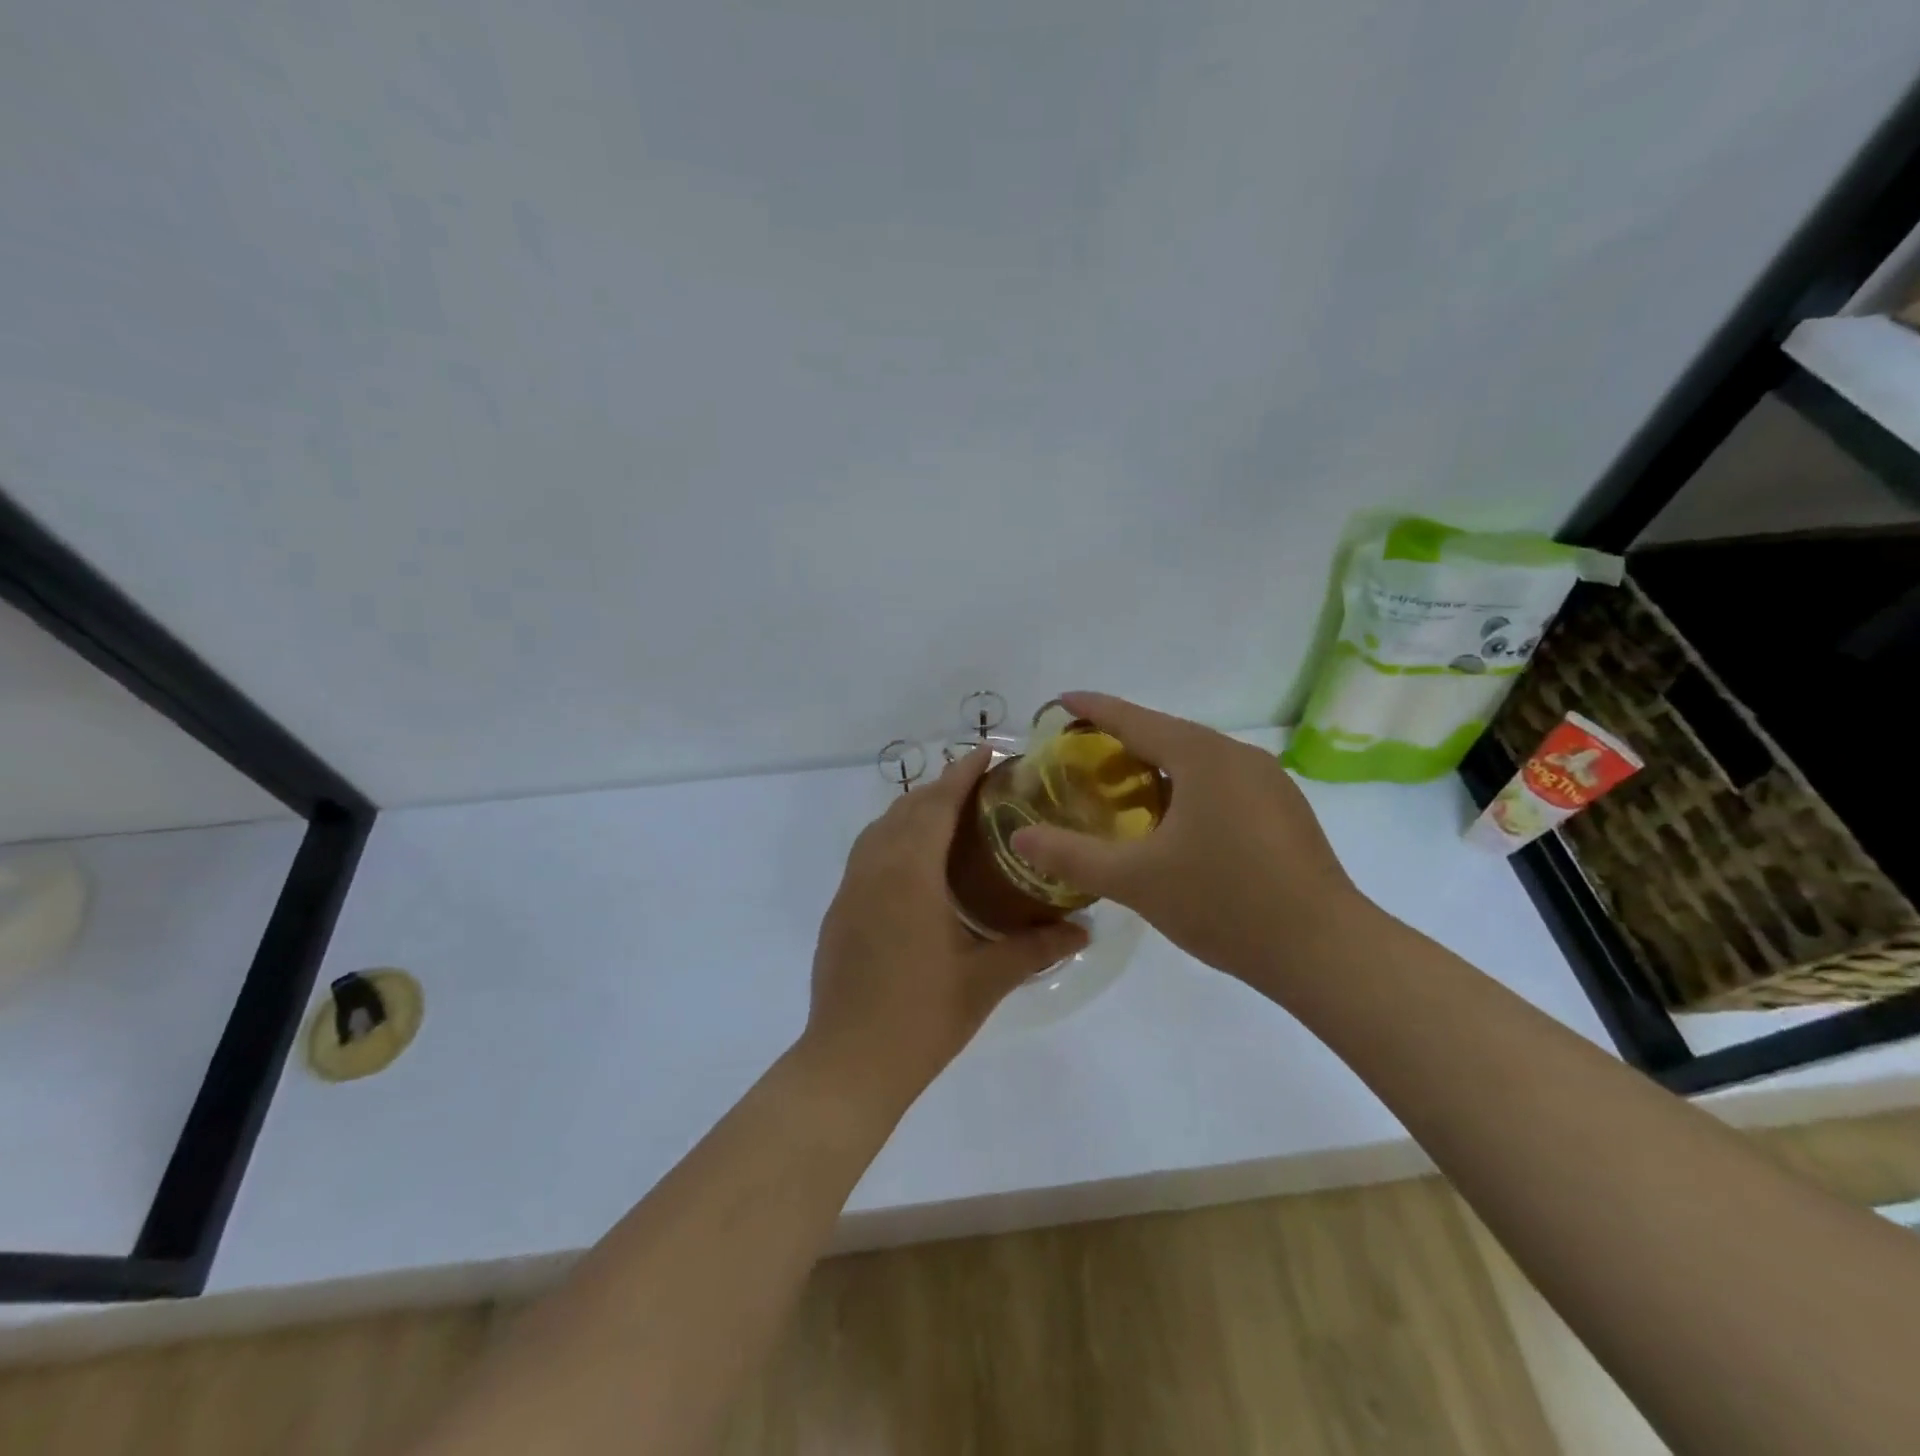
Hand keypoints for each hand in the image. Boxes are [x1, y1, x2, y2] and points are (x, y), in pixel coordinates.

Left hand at [806, 747, 1088, 1102]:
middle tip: (982, 788)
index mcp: (910, 872)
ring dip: (914, 811)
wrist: (849, 1063)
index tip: (989, 752)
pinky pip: (868, 852)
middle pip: (907, 808)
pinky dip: (894, 837)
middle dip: (942, 788)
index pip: (937, 804)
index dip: (963, 773)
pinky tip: (917, 864)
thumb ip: (1036, 947)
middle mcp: (874, 867)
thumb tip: (1084, 929)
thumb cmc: (922, 1016)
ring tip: (952, 818)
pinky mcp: (840, 910)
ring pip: (881, 828)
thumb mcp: (986, 979)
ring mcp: (851, 888)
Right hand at [1010, 693, 1368, 988]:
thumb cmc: (1224, 903)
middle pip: (1167, 735)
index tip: (1059, 701)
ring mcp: (1269, 782)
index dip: (1093, 709)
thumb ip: (1072, 855)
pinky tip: (1174, 822)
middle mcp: (1238, 756)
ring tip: (1120, 790)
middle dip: (1121, 740)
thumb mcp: (1136, 881)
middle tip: (1080, 756)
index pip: (1135, 719)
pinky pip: (1222, 782)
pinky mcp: (1284, 810)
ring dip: (1156, 767)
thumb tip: (1019, 839)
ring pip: (1198, 760)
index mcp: (1202, 757)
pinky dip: (1187, 788)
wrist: (1325, 950)